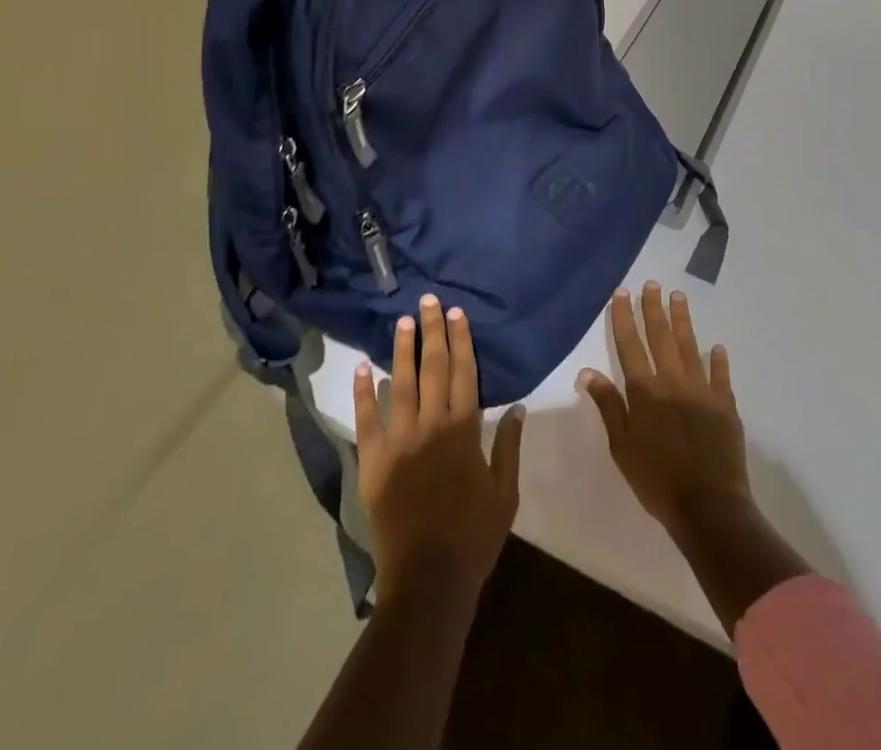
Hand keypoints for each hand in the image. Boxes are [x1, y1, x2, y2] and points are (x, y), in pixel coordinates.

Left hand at [354, 294, 524, 605]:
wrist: (429, 578)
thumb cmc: (473, 536)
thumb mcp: (505, 494)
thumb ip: (510, 448)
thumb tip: (517, 408)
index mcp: (464, 431)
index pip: (463, 373)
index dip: (461, 341)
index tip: (458, 314)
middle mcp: (431, 426)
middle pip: (433, 368)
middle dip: (433, 332)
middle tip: (430, 301)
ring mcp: (399, 441)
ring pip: (400, 384)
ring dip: (402, 350)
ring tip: (403, 321)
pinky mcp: (374, 461)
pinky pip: (366, 420)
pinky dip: (364, 392)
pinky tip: (363, 367)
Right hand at [578, 281, 750, 542]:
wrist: (708, 508)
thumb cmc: (657, 480)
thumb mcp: (622, 447)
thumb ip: (609, 406)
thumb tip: (587, 372)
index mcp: (645, 392)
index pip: (630, 346)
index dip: (625, 318)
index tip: (623, 293)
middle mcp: (672, 382)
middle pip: (661, 337)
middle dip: (654, 309)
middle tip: (652, 284)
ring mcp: (702, 391)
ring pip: (690, 347)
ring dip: (683, 320)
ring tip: (678, 296)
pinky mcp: (725, 405)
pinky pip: (720, 376)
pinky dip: (718, 360)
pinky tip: (716, 347)